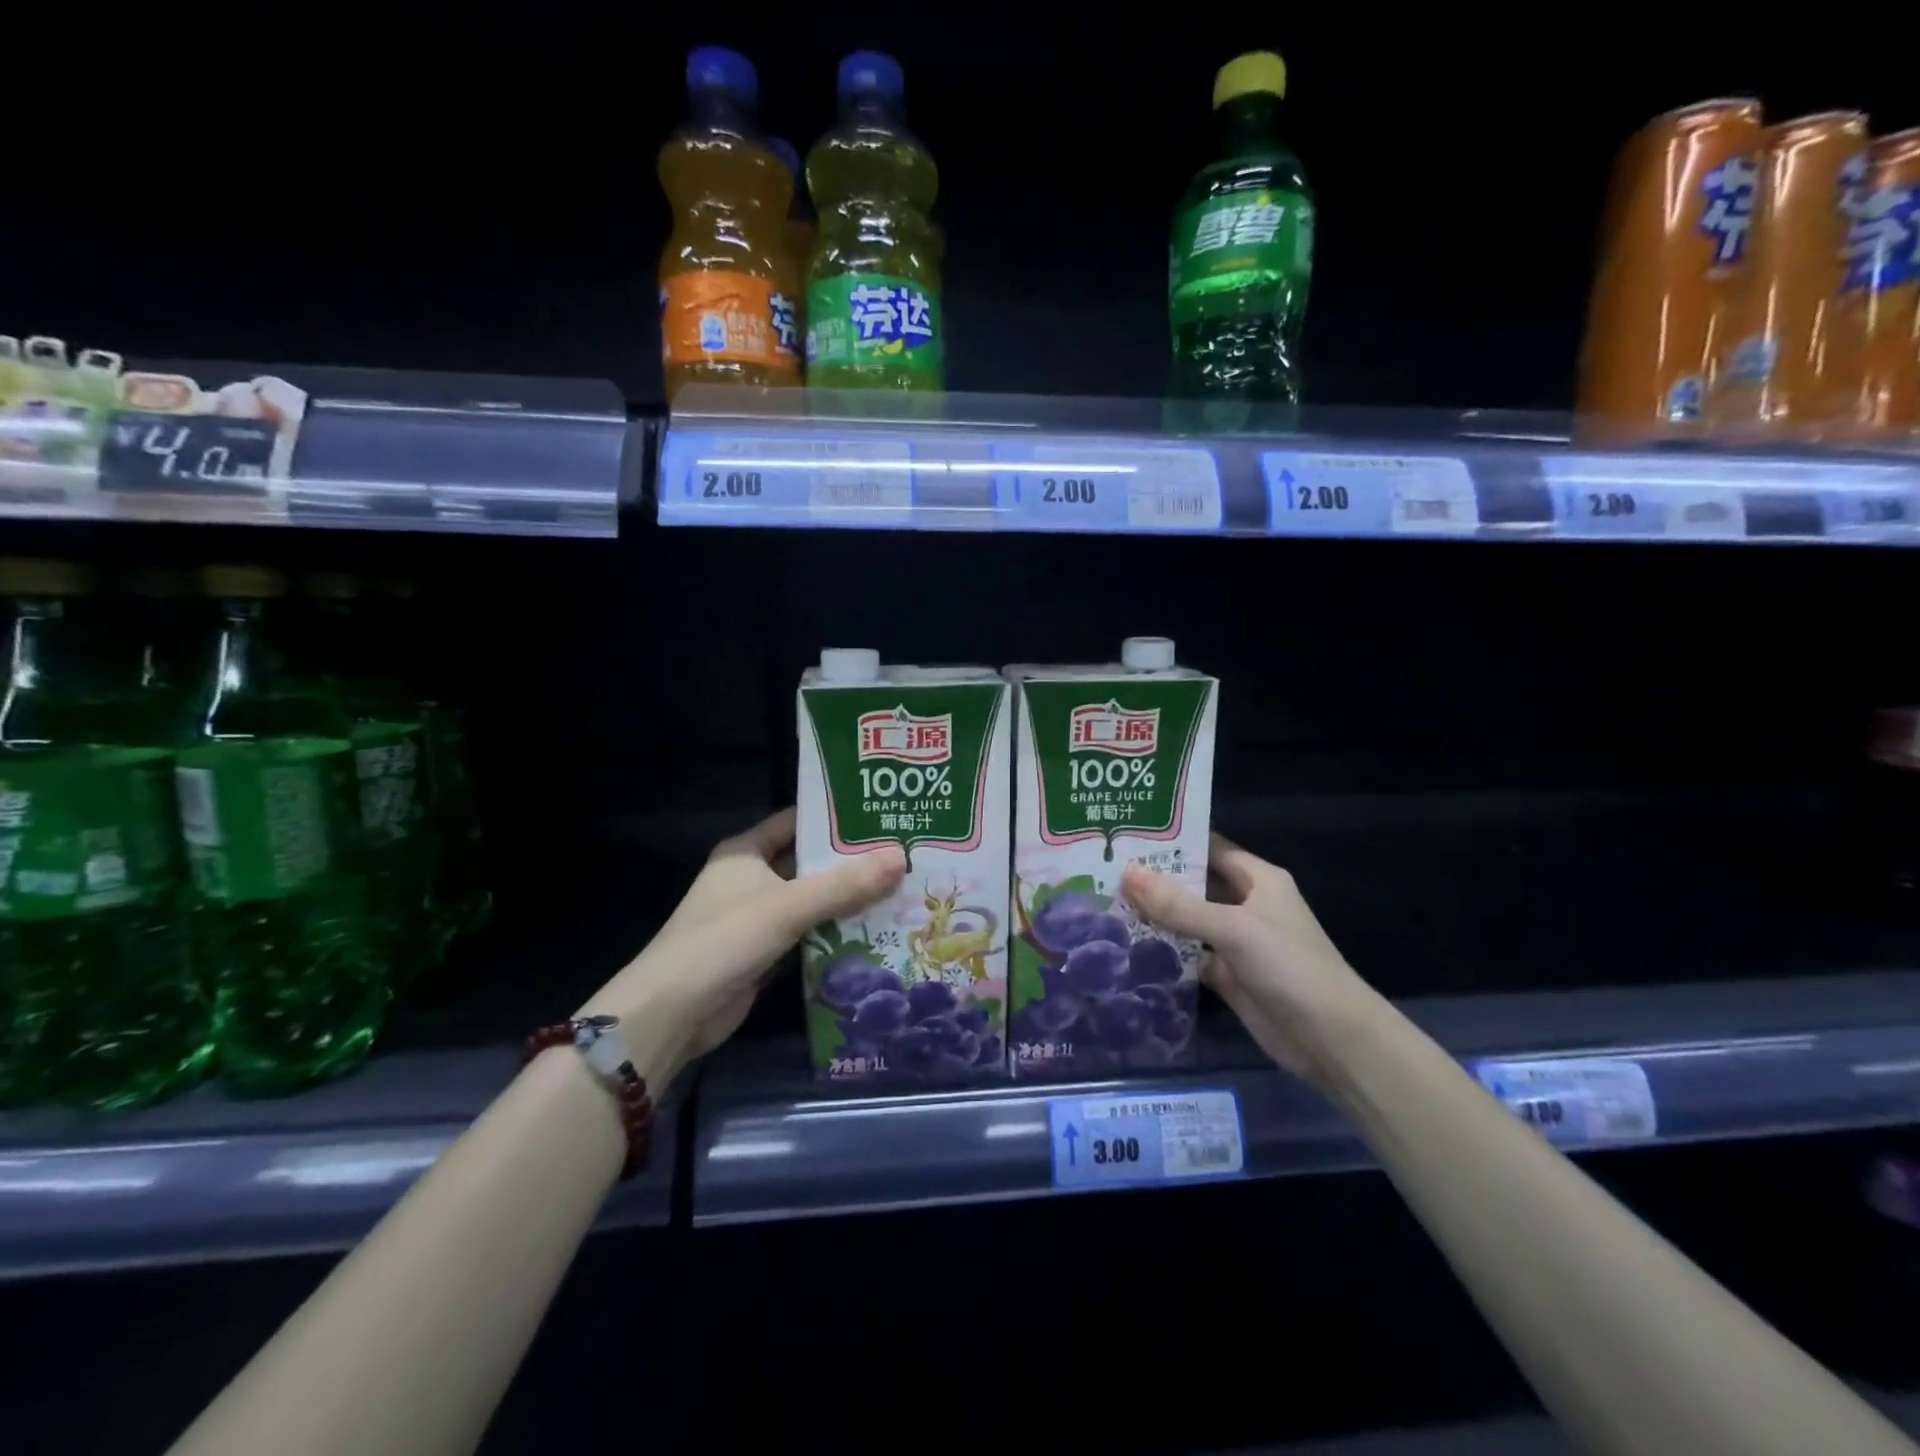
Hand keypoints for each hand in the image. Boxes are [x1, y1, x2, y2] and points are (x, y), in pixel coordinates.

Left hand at [584, 808, 905, 1077]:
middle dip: (852, 862)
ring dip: (848, 899)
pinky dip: (836, 932)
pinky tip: (877, 930)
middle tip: (903, 855)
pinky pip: (808, 933)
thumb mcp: (786, 906)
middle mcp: (751, 877)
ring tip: (902, 889)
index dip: (838, 818)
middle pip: (810, 862)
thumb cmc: (723, 941)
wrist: (670, 1014)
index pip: (798, 821)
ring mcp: (757, 916)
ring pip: (812, 899)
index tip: (883, 816)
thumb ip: (844, 884)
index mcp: (746, 851)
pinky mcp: (764, 951)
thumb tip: (901, 857)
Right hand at [1122, 834, 1376, 1085]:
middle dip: (1156, 878)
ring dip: (1155, 915)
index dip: (1173, 840)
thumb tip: (1126, 873)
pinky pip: (1189, 956)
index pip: (1210, 847)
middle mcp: (1246, 905)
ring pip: (1188, 921)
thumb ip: (1178, 904)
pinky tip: (1126, 945)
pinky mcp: (1228, 976)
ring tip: (1105, 901)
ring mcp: (1236, 942)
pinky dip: (1163, 952)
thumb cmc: (1290, 967)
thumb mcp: (1233, 928)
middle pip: (1195, 884)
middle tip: (1105, 867)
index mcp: (1258, 879)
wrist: (1332, 1041)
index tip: (1129, 833)